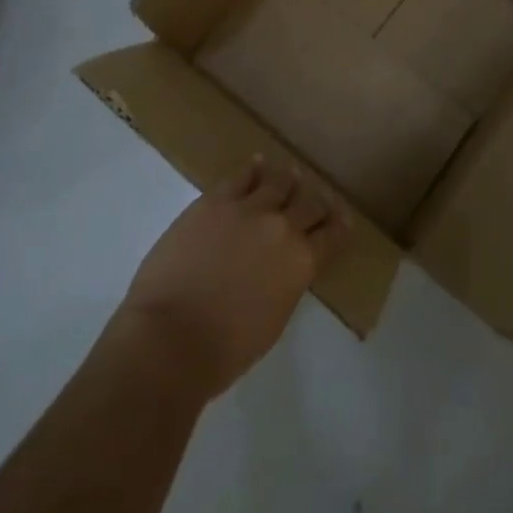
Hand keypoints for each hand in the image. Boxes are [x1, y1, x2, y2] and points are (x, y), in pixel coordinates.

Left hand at [116, 158, 346, 401]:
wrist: (170, 336)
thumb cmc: (224, 349)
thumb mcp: (273, 320)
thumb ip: (285, 283)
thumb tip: (283, 266)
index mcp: (301, 262)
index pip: (332, 235)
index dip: (340, 224)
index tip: (343, 217)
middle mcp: (282, 227)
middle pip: (309, 202)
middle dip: (317, 201)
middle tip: (318, 198)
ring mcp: (248, 209)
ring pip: (277, 182)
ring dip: (287, 180)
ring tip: (291, 174)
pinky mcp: (215, 201)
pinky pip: (241, 176)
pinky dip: (253, 169)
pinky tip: (257, 163)